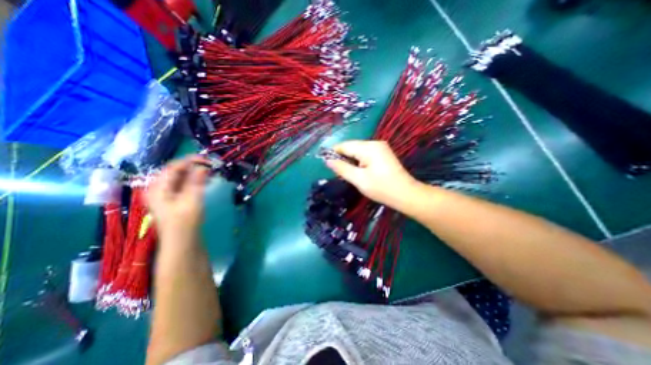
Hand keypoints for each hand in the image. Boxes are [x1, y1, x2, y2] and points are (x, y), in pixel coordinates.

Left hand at [146, 155, 209, 243]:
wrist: (181, 240)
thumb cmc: (185, 222)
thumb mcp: (192, 200)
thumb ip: (196, 182)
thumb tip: (203, 167)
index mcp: (158, 188)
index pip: (173, 167)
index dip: (190, 160)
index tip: (207, 159)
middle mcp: (158, 187)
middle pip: (175, 170)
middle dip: (193, 166)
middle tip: (210, 165)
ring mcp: (164, 192)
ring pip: (179, 176)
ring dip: (194, 172)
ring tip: (209, 171)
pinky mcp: (172, 197)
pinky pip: (182, 182)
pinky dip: (193, 179)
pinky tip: (204, 180)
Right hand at [323, 140, 418, 207]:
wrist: (406, 195)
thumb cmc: (381, 188)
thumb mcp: (359, 179)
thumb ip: (342, 168)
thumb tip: (327, 160)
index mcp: (368, 147)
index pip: (345, 145)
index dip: (334, 153)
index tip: (326, 163)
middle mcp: (375, 143)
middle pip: (352, 147)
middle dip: (343, 158)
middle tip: (339, 173)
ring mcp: (380, 148)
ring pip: (358, 151)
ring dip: (351, 161)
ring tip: (348, 174)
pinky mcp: (383, 154)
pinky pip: (365, 154)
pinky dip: (359, 162)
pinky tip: (358, 172)